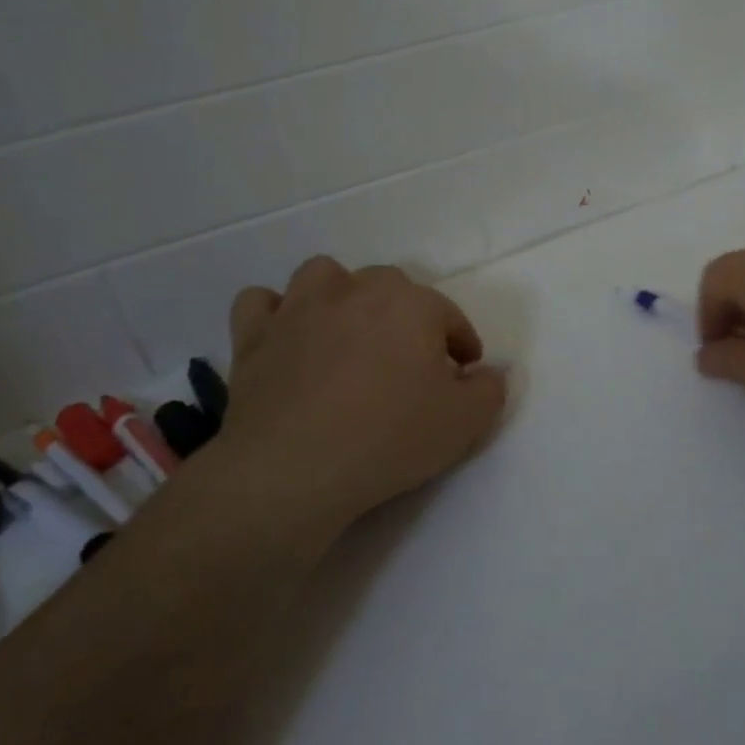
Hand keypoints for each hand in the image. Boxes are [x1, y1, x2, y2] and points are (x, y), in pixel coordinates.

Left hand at [213, 257, 507, 532]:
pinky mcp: (254, 335)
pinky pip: (260, 303)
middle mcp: (356, 290)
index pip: (449, 316)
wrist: (295, 469)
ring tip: (347, 332)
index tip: (461, 373)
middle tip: (407, 360)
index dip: (460, 344)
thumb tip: (490, 373)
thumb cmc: (389, 439)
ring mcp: (299, 308)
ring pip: (324, 275)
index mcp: (412, 305)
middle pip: (389, 285)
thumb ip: (489, 390)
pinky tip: (287, 337)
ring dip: (339, 295)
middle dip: (405, 315)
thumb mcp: (465, 423)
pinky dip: (274, 314)